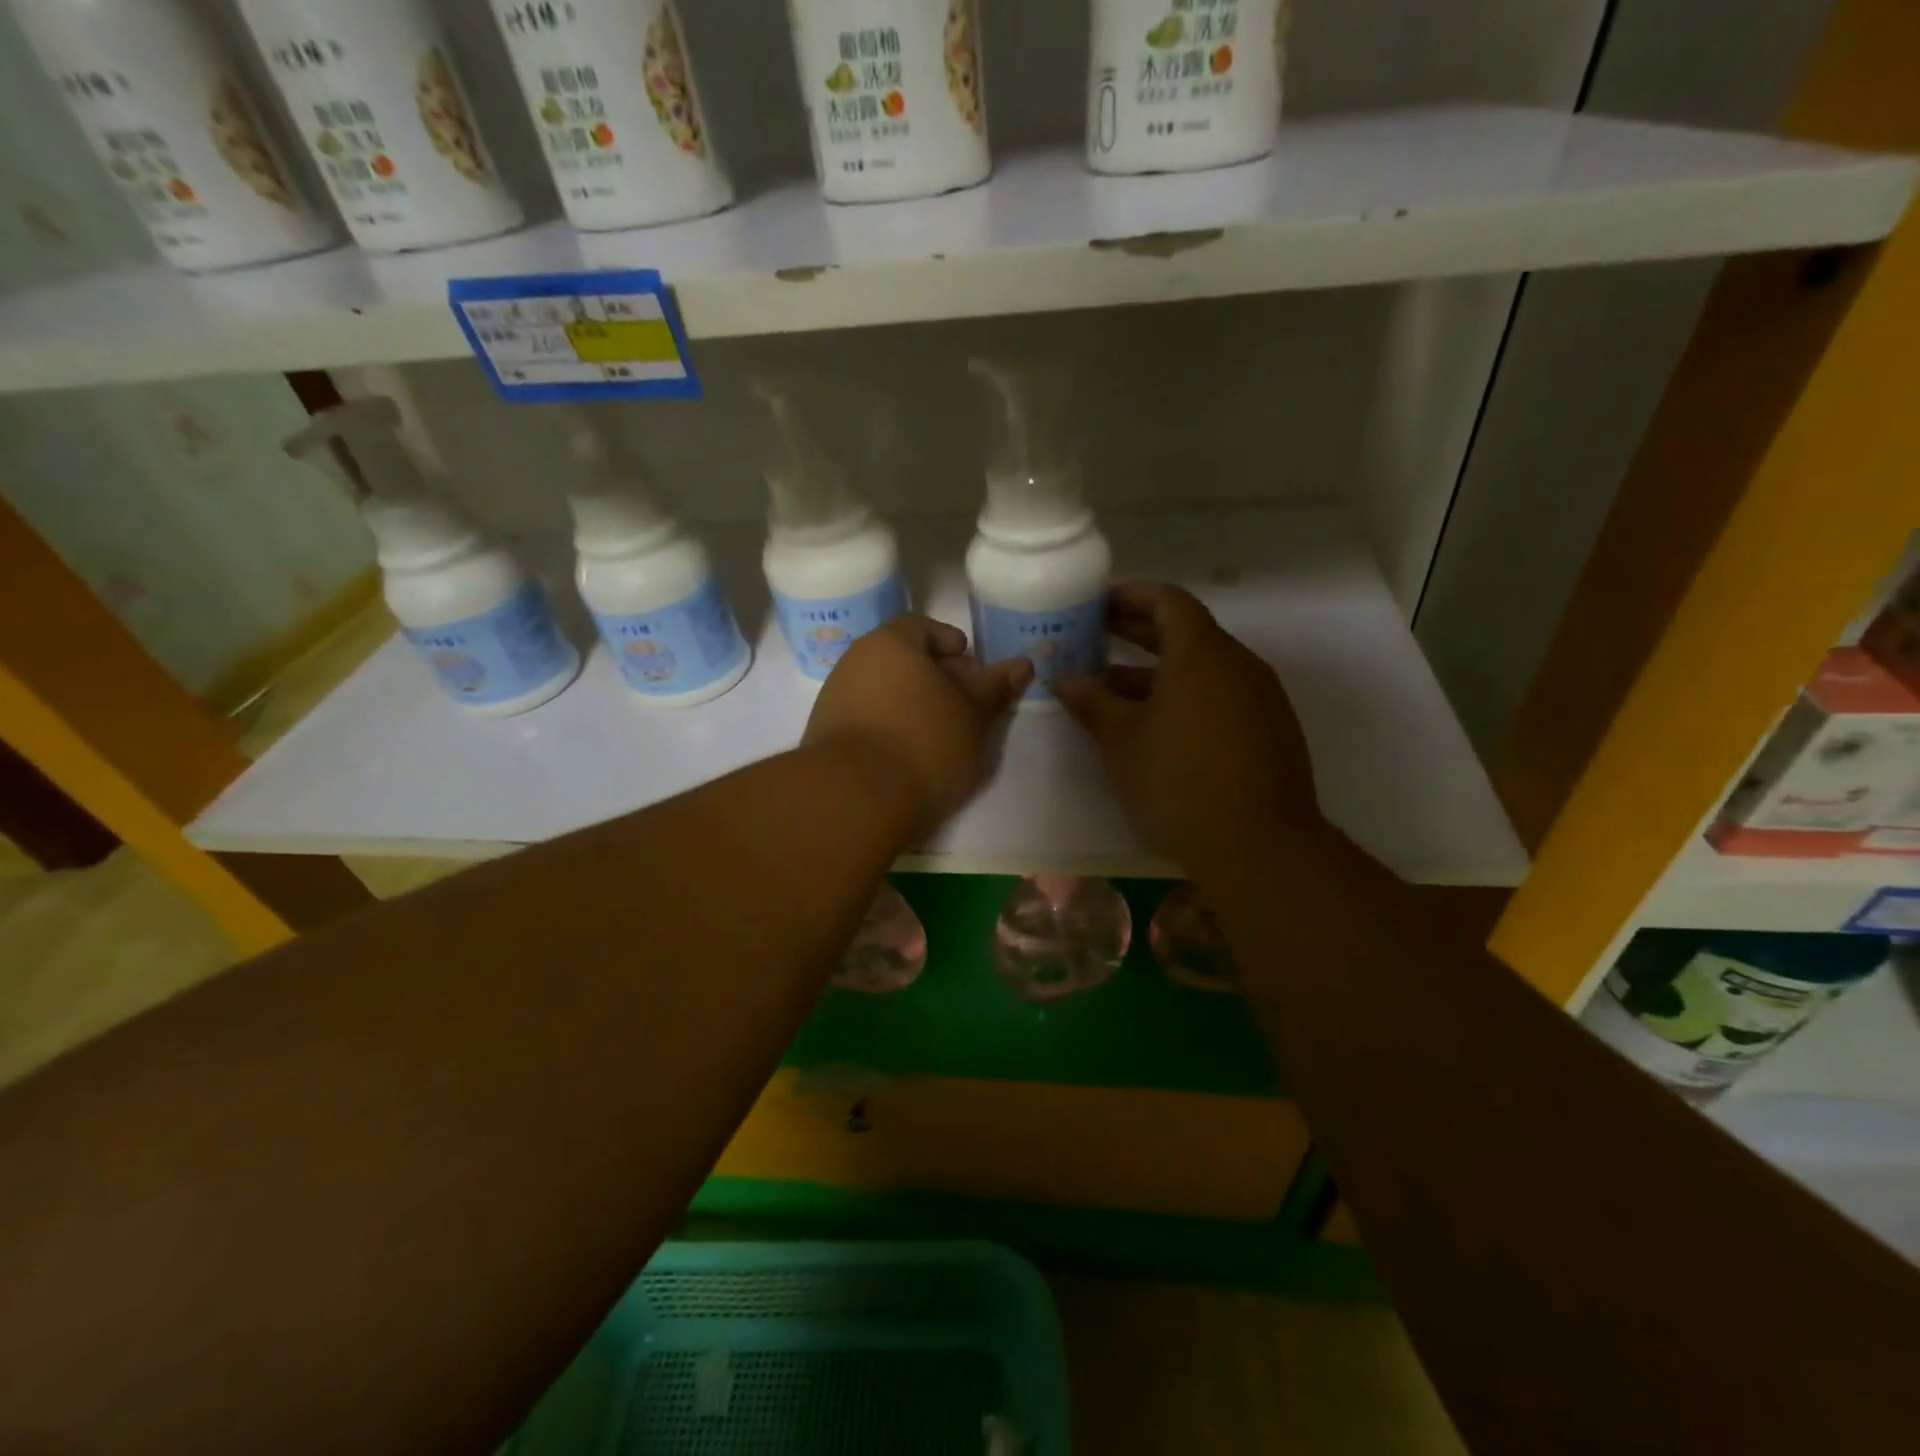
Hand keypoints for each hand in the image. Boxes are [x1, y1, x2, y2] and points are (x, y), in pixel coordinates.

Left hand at [803, 616, 1031, 834]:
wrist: (854, 797)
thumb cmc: (924, 743)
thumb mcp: (973, 716)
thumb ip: (995, 688)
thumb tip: (1023, 664)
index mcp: (890, 643)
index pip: (922, 627)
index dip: (950, 643)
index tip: (971, 666)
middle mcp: (855, 661)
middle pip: (900, 658)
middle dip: (934, 674)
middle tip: (962, 701)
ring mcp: (834, 698)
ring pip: (883, 689)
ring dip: (911, 702)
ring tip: (940, 731)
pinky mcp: (825, 734)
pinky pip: (866, 716)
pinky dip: (890, 724)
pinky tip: (908, 751)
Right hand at [1055, 583, 1320, 877]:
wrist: (1258, 846)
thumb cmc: (1178, 782)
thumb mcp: (1122, 741)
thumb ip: (1091, 702)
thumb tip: (1062, 677)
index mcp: (1201, 654)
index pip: (1167, 601)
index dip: (1130, 596)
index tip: (1096, 604)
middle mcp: (1237, 665)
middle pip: (1185, 631)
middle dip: (1137, 632)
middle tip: (1093, 636)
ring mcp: (1259, 698)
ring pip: (1201, 669)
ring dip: (1156, 672)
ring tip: (1111, 688)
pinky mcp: (1269, 730)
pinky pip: (1220, 696)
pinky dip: (1184, 696)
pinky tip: (1154, 725)